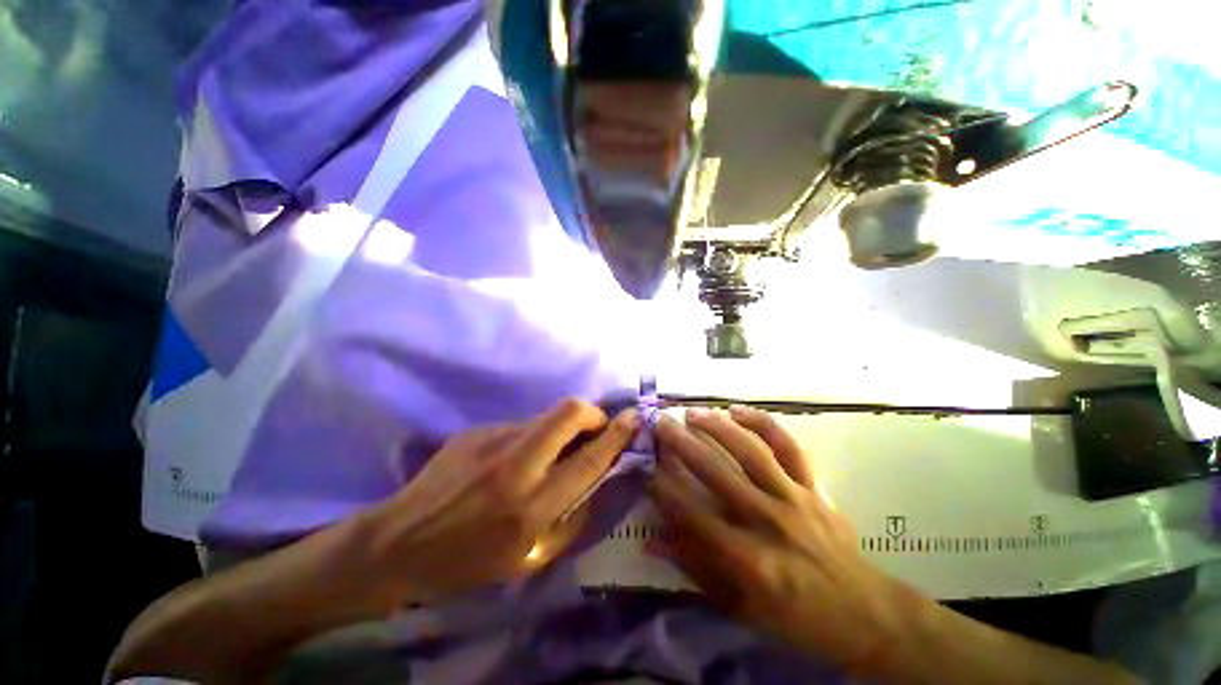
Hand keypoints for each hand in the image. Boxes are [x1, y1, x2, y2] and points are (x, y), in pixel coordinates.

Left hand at [364, 399, 639, 604]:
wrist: (399, 543)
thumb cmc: (467, 562)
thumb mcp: (529, 559)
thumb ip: (572, 517)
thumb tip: (598, 479)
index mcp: (530, 508)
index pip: (587, 460)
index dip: (615, 436)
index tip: (634, 419)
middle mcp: (515, 466)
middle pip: (568, 414)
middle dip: (592, 413)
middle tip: (596, 426)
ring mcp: (491, 441)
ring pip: (545, 417)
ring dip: (561, 428)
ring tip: (552, 449)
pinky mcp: (476, 430)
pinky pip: (520, 426)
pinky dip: (532, 436)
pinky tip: (513, 458)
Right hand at [648, 406, 907, 672]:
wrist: (864, 613)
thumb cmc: (795, 616)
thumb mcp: (738, 607)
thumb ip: (694, 569)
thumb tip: (651, 542)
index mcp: (749, 560)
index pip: (693, 515)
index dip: (665, 488)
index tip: (645, 466)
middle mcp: (769, 521)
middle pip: (717, 474)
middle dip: (682, 445)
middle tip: (659, 424)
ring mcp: (794, 498)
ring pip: (751, 452)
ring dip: (718, 427)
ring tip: (692, 412)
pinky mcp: (812, 486)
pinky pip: (788, 446)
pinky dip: (763, 423)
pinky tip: (738, 410)